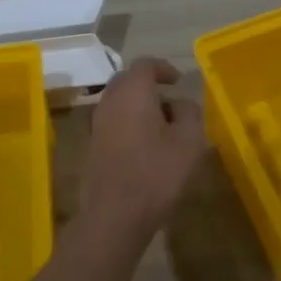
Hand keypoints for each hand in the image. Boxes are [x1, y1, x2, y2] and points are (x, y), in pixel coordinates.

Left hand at [77, 58, 207, 247]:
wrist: (114, 215)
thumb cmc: (156, 173)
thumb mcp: (189, 141)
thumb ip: (189, 112)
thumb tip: (179, 103)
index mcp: (132, 92)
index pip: (145, 65)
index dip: (163, 68)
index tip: (178, 81)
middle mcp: (109, 101)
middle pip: (127, 81)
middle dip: (149, 87)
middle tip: (171, 103)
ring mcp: (95, 124)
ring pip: (118, 103)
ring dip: (138, 107)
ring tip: (161, 128)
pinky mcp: (91, 147)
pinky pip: (112, 123)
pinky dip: (128, 125)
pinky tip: (144, 148)